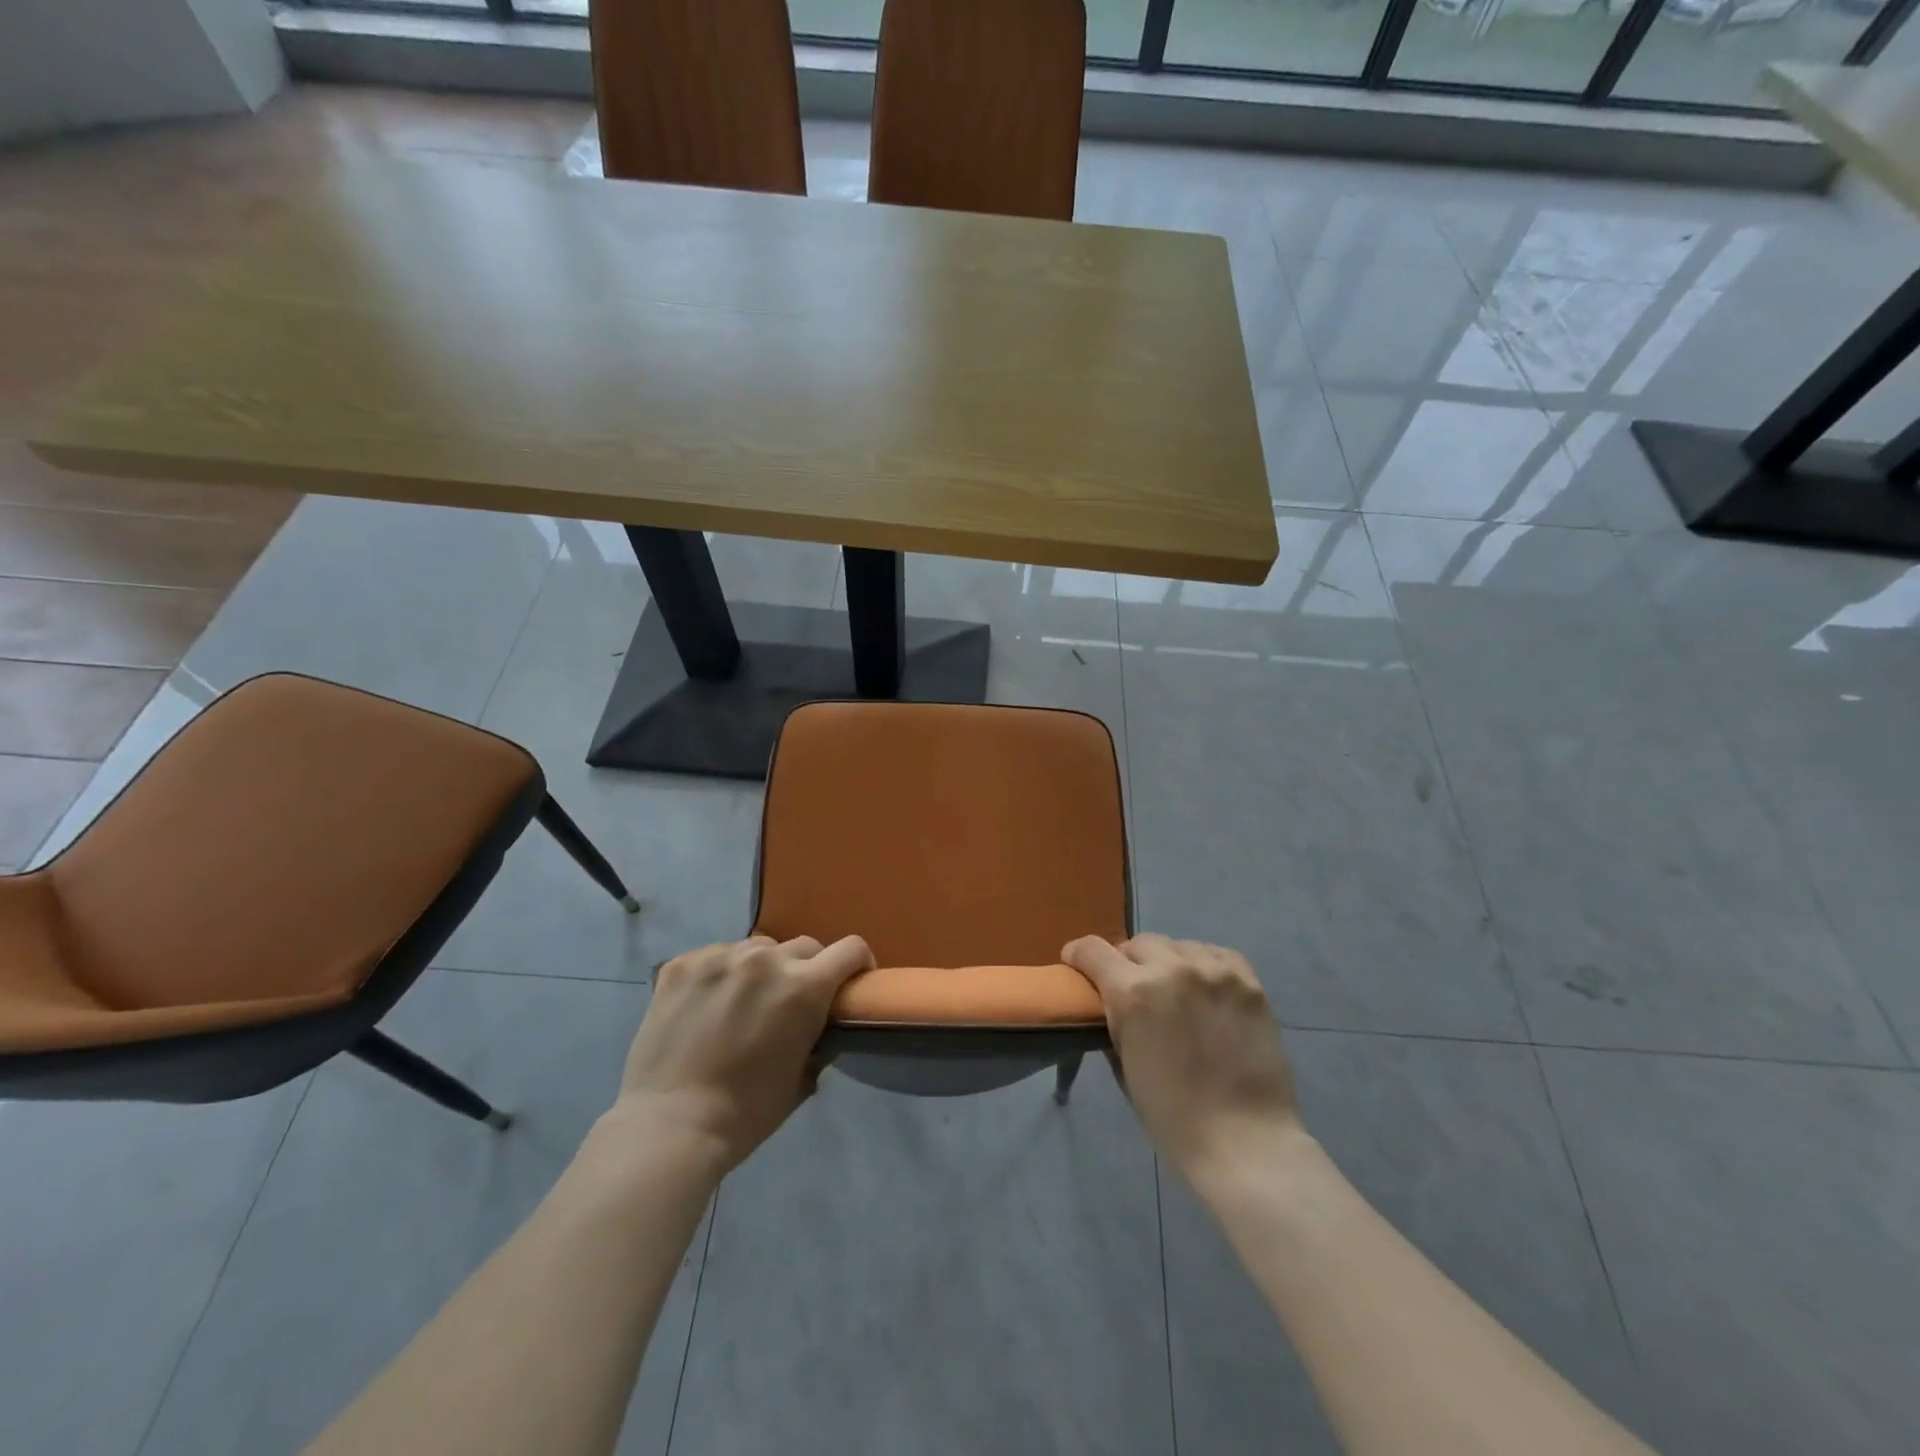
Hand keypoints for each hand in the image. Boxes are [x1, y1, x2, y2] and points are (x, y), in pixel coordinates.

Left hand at [604, 934, 873, 1174]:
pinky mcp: (682, 963)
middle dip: (807, 970)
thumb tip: (820, 1027)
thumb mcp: (802, 1079)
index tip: (850, 982)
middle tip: (791, 1001)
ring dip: (762, 969)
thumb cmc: (746, 1113)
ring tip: (743, 1001)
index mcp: (804, 987)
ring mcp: (720, 956)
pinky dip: (721, 973)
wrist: (670, 1125)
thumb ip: (818, 1041)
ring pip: (758, 948)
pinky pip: (716, 955)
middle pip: (804, 946)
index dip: (858, 964)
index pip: (851, 949)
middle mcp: (765, 960)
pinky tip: (707, 1004)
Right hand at [1064, 933, 1301, 1182]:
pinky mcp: (1247, 980)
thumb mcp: (1125, 1068)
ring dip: (1167, 964)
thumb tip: (1111, 1006)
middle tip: (1135, 990)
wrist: (1246, 1143)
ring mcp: (1214, 971)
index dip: (1078, 956)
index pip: (1091, 950)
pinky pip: (1215, 954)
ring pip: (1177, 946)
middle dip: (1128, 963)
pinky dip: (1203, 966)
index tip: (1077, 965)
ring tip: (1176, 992)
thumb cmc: (1174, 1118)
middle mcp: (1170, 969)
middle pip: (1137, 943)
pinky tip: (1206, 990)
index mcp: (1131, 993)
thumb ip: (1114, 1024)